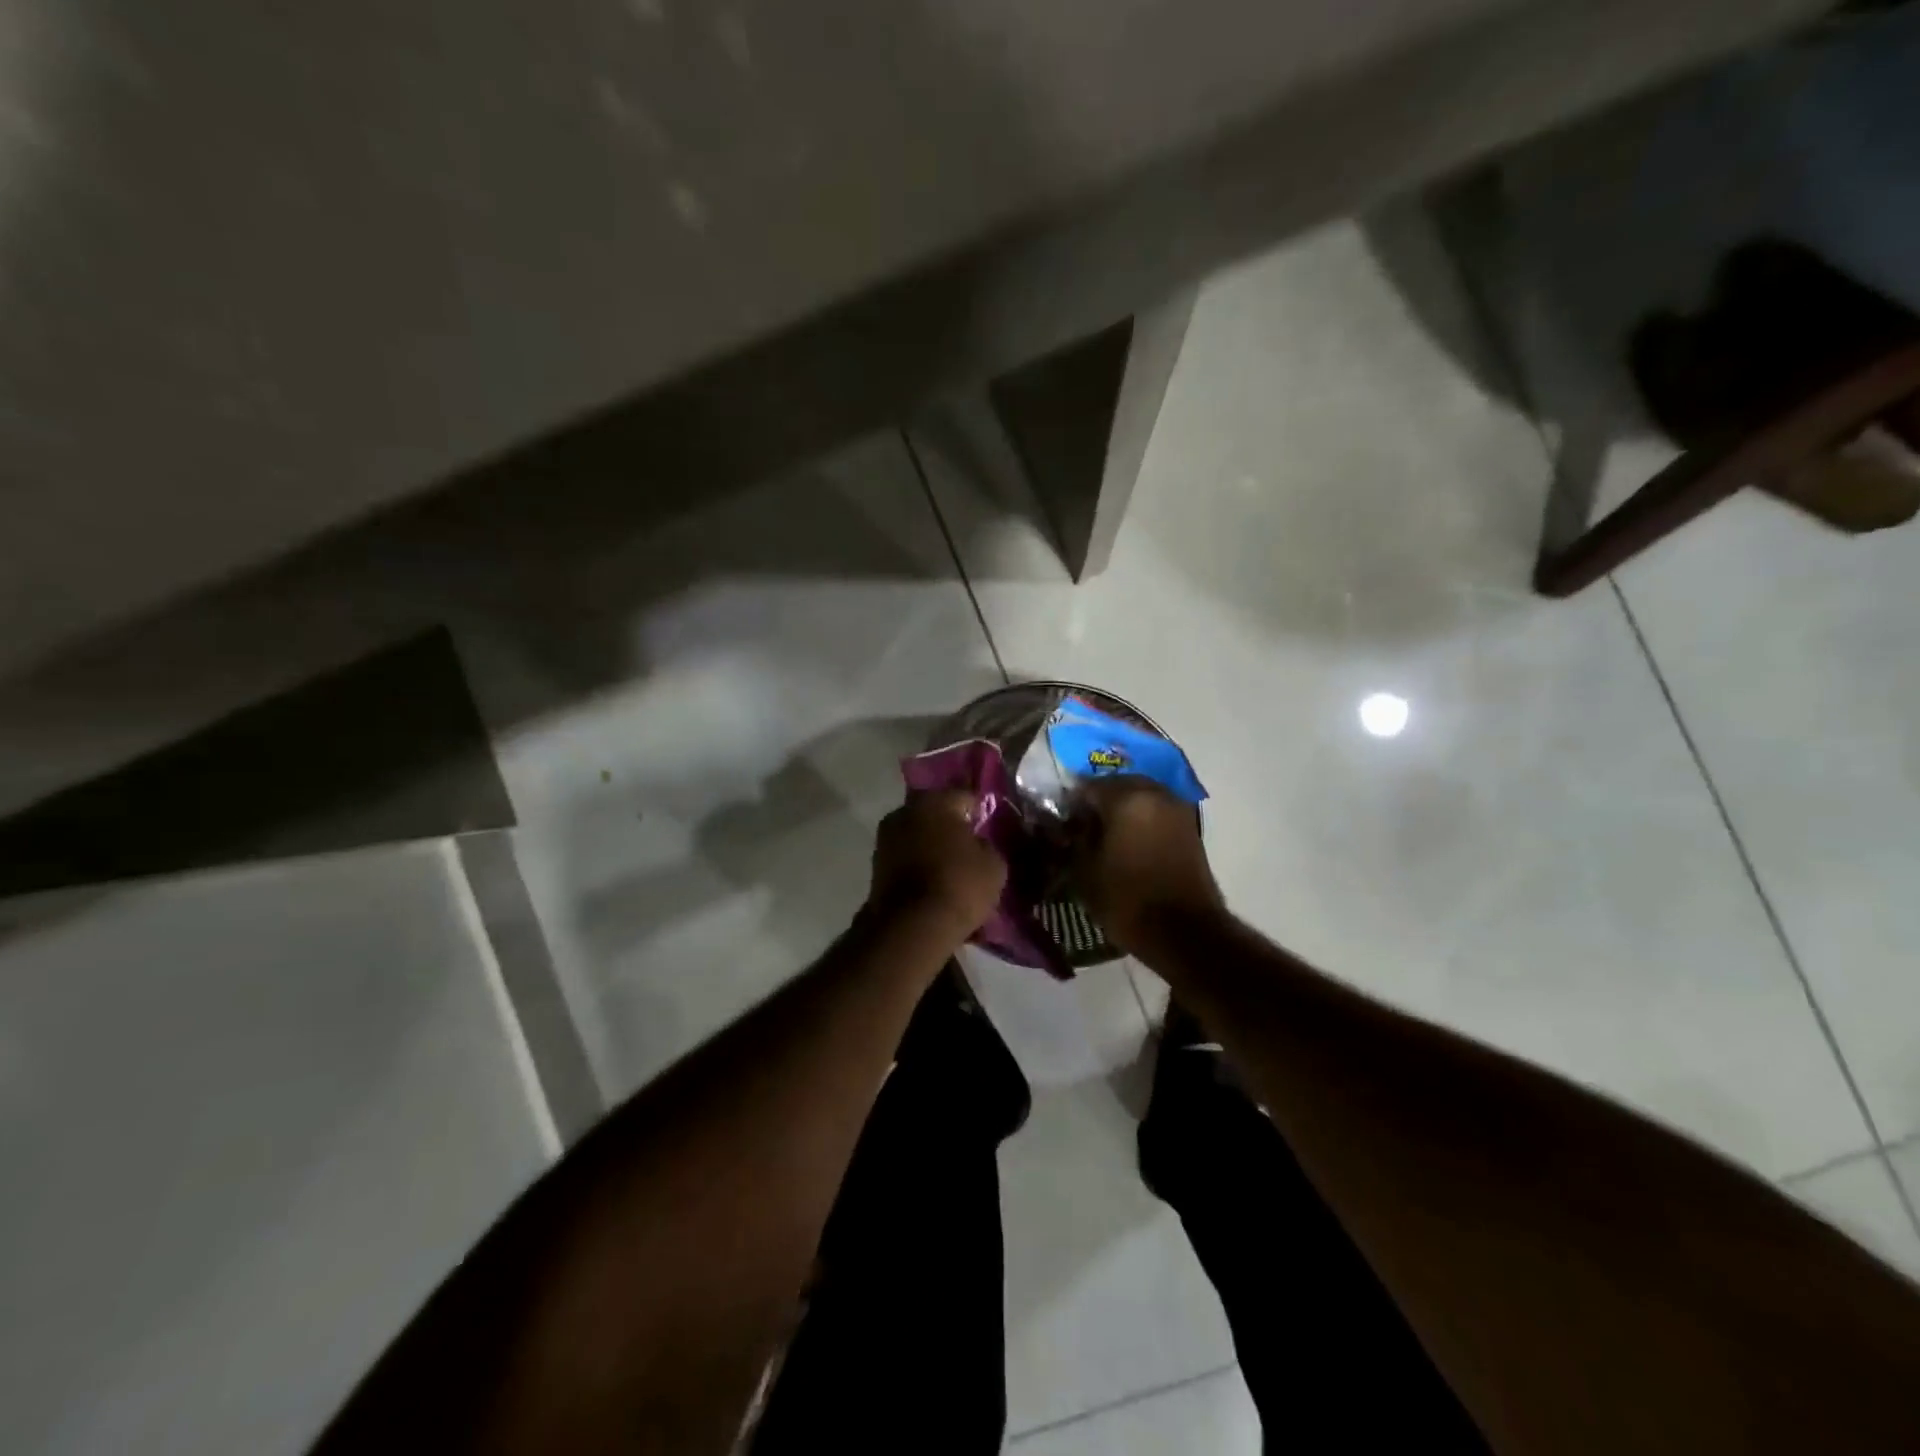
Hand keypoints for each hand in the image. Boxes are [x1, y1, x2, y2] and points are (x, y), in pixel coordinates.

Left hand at [867, 791, 1006, 942]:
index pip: (965, 797)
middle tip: (968, 846)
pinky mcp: (875, 864)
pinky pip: (905, 855)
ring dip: (930, 844)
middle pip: (935, 812)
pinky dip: (917, 862)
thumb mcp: (994, 865)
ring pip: (917, 833)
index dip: (979, 812)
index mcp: (935, 800)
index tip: (987, 828)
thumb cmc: (959, 885)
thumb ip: (986, 844)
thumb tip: (976, 843)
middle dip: (950, 825)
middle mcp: (905, 810)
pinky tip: (932, 879)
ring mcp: (886, 837)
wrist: (912, 926)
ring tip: (949, 866)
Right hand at [1069, 776, 1224, 952]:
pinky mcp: (1188, 827)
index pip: (1087, 785)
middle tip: (1082, 826)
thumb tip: (1072, 823)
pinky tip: (1127, 842)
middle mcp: (1154, 793)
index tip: (1060, 822)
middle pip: (1116, 785)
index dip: (1070, 803)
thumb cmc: (1127, 900)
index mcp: (1126, 798)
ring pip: (1139, 796)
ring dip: (1121, 809)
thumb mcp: (1084, 870)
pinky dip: (1140, 820)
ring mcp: (1176, 808)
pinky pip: (1155, 811)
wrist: (1184, 932)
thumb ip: (1074, 837)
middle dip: (1098, 801)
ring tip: (1105, 836)